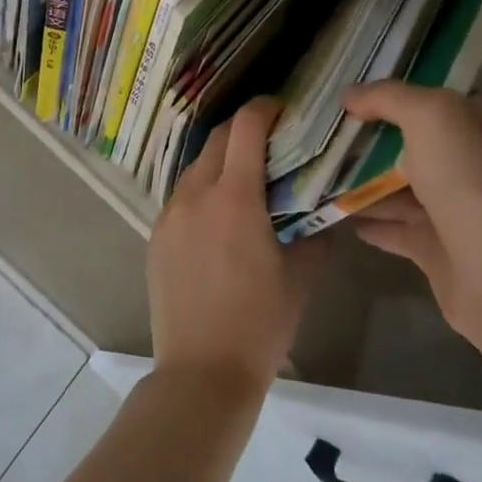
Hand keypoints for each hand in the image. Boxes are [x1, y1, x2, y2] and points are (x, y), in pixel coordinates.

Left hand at [148, 97, 331, 391]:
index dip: (264, 109)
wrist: (201, 373)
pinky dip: (203, 192)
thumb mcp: (300, 277)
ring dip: (221, 163)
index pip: (245, 127)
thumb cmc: (259, 323)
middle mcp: (196, 194)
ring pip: (196, 168)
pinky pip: (181, 197)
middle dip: (244, 132)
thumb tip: (325, 212)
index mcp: (234, 197)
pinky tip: (219, 220)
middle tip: (270, 146)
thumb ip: (315, 234)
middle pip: (217, 140)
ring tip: (245, 184)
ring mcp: (169, 214)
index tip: (282, 111)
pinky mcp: (156, 236)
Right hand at [343, 82, 481, 344]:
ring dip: (364, 181)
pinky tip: (336, 211)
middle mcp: (474, 162)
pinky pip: (396, 228)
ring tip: (320, 171)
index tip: (354, 93)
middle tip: (328, 133)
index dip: (398, 93)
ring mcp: (458, 207)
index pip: (438, 97)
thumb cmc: (467, 174)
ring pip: (402, 187)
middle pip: (415, 143)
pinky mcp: (439, 248)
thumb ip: (386, 97)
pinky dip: (370, 220)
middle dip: (373, 139)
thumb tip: (348, 95)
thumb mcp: (427, 113)